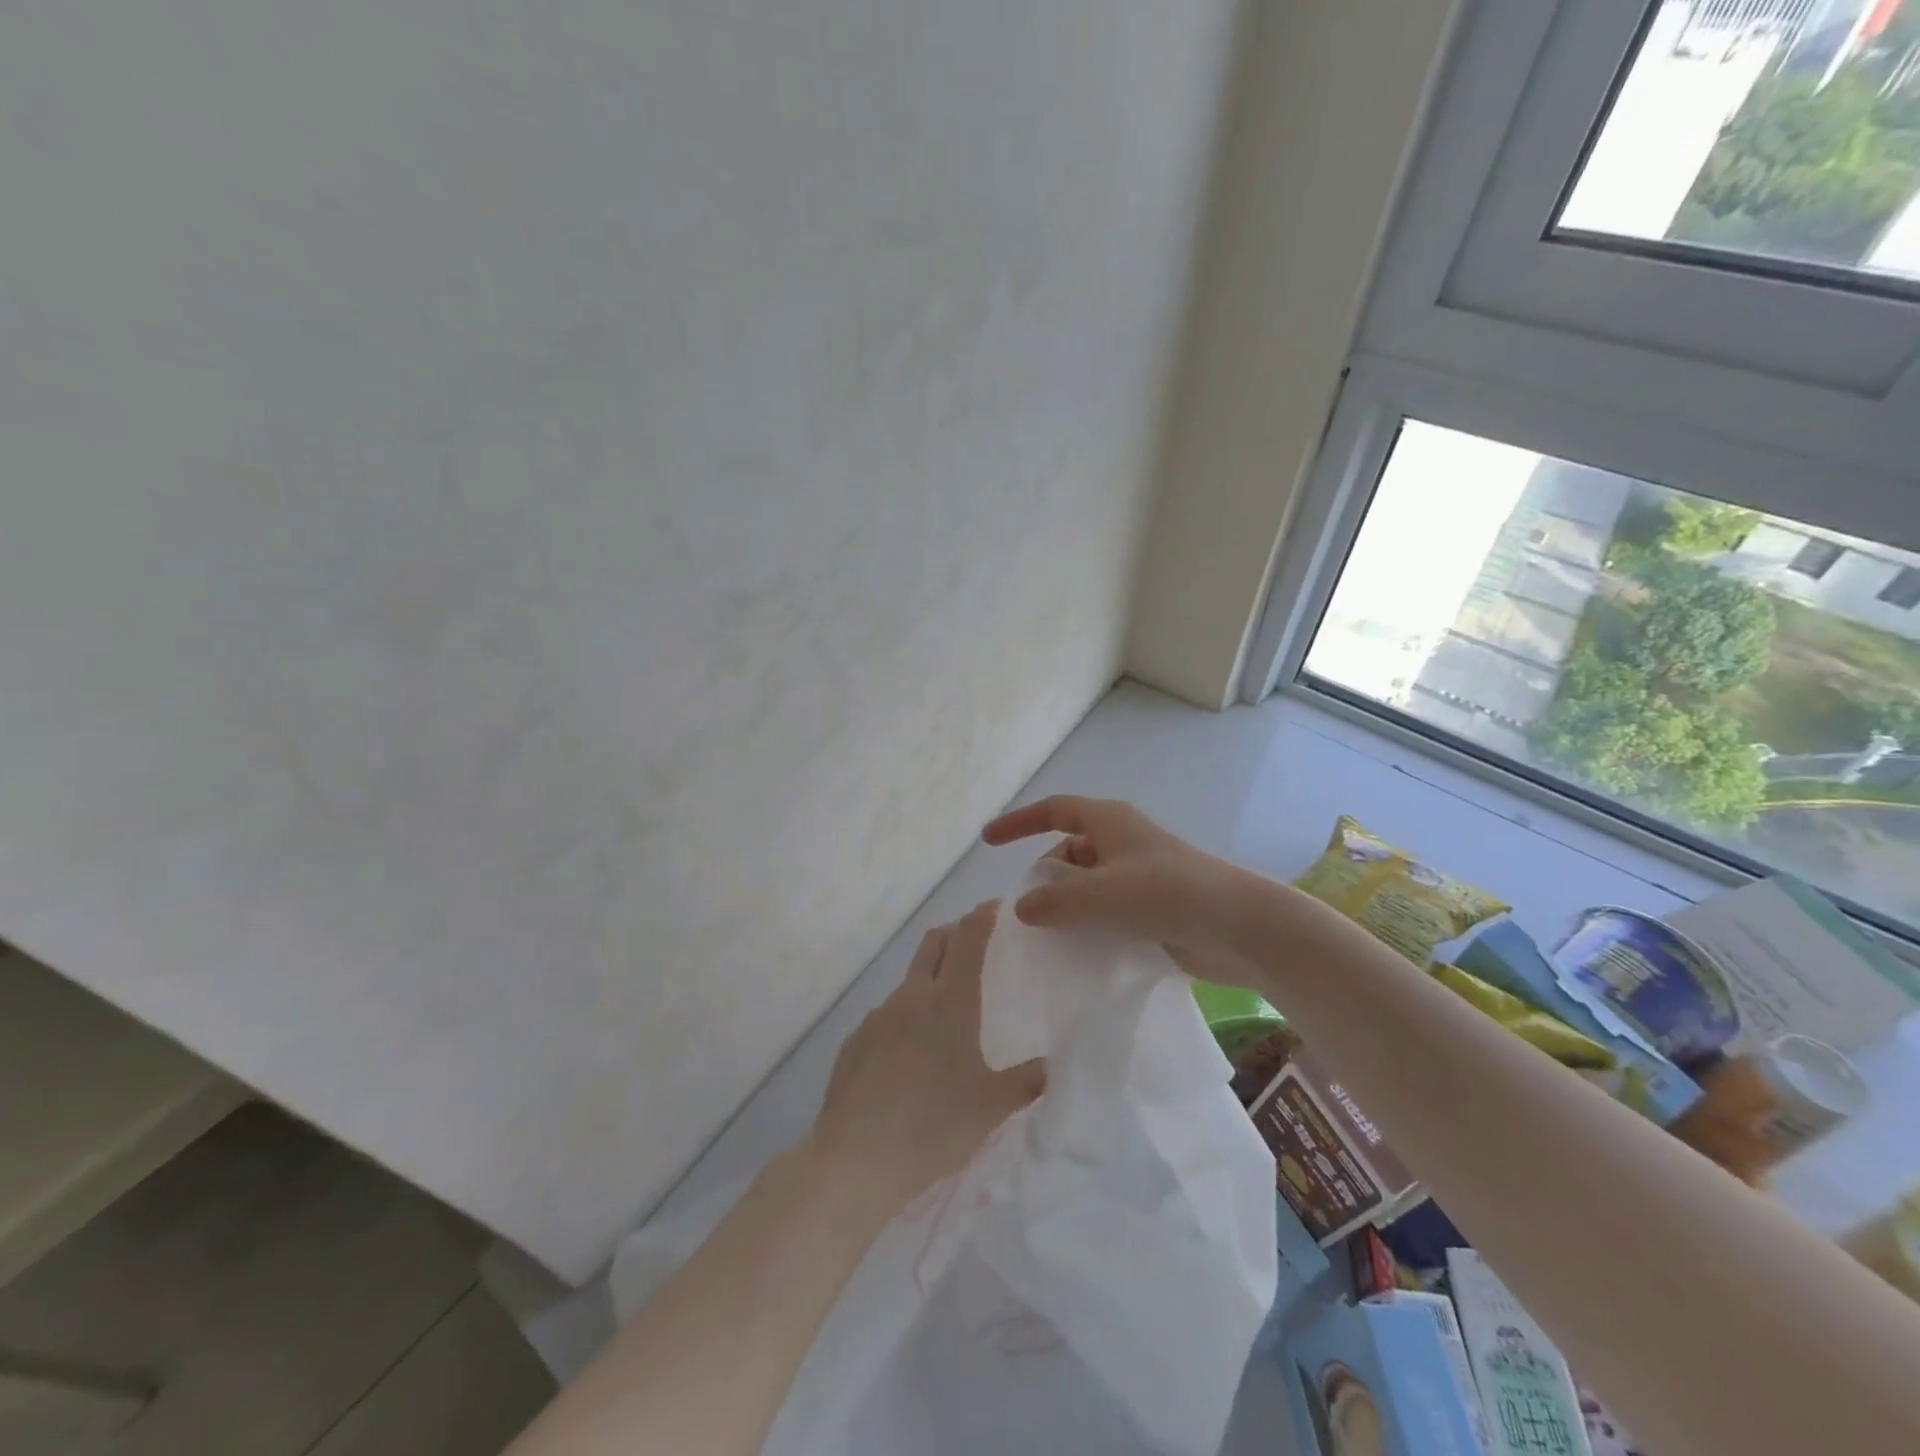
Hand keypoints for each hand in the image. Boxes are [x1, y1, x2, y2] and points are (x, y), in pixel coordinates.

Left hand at [806, 902, 1042, 1213]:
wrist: (854, 1161)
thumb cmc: (933, 1127)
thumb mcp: (990, 1109)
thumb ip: (1025, 1083)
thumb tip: (1050, 1067)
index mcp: (949, 1003)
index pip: (967, 939)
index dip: (982, 917)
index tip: (996, 907)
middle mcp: (911, 998)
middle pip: (933, 944)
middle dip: (955, 933)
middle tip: (975, 944)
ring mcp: (877, 1017)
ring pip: (910, 981)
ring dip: (930, 980)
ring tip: (947, 1015)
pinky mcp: (854, 1041)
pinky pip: (887, 1016)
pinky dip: (906, 1018)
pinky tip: (911, 1057)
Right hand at [981, 795, 1267, 983]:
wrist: (1240, 926)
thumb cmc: (1167, 894)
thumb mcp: (1100, 894)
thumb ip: (1054, 900)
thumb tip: (1023, 908)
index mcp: (1109, 822)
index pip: (1054, 810)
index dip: (1019, 822)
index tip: (988, 841)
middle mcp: (1122, 842)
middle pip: (1069, 849)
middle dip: (1045, 875)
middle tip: (1026, 908)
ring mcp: (1140, 875)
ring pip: (1088, 883)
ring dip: (1067, 904)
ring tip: (1047, 936)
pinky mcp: (1153, 906)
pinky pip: (1108, 909)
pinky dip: (1090, 923)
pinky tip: (1079, 951)